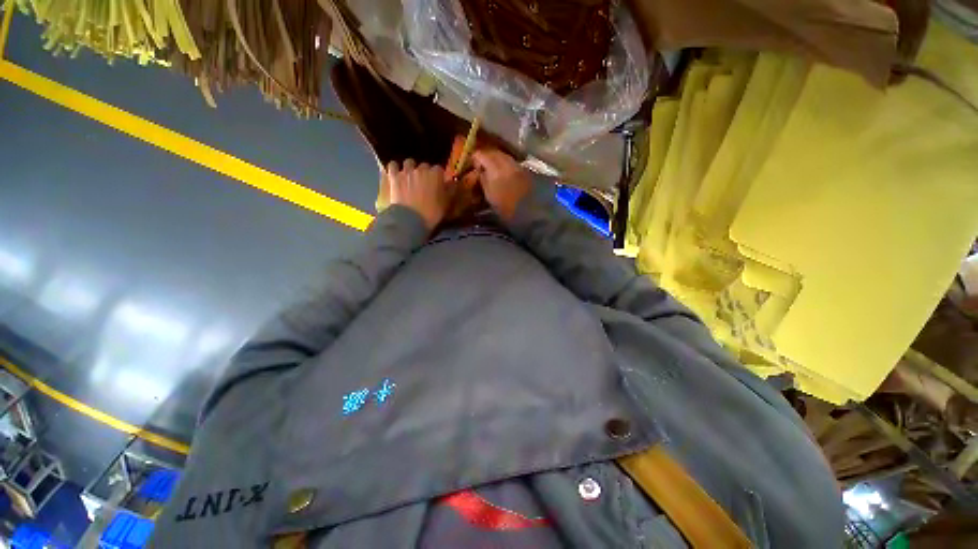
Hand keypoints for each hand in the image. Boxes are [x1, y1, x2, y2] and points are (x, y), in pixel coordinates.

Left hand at [386, 160, 452, 229]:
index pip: (439, 169)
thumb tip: (452, 183)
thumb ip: (449, 191)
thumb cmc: (431, 214)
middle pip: (424, 165)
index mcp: (436, 175)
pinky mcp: (394, 176)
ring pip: (409, 163)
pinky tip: (396, 174)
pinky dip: (395, 168)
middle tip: (424, 183)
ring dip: (410, 168)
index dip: (438, 176)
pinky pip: (392, 165)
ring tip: (410, 177)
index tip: (438, 183)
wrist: (410, 220)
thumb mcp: (445, 204)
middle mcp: (421, 169)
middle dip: (425, 172)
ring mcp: (406, 172)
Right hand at [472, 149, 531, 220]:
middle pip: (493, 152)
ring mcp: (516, 164)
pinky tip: (504, 172)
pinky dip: (505, 163)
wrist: (528, 211)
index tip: (472, 165)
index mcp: (494, 169)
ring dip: (496, 159)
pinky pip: (511, 161)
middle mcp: (506, 162)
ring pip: (503, 155)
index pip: (481, 155)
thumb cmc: (505, 207)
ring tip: (492, 168)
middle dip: (486, 156)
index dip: (475, 158)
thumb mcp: (489, 196)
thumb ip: (483, 180)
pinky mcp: (524, 169)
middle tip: (481, 164)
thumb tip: (479, 170)